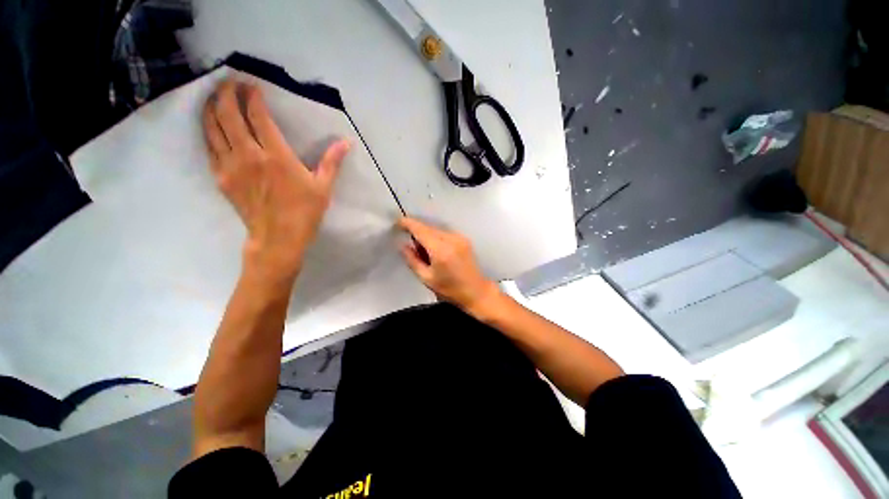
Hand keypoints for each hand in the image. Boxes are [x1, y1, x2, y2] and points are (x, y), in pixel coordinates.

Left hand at [203, 80, 349, 280]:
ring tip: (214, 97)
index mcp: (276, 156)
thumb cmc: (304, 213)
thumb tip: (346, 142)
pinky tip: (212, 126)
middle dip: (226, 93)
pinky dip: (208, 131)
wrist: (278, 239)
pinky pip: (209, 147)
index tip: (251, 85)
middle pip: (228, 114)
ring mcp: (230, 166)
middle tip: (229, 82)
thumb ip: (331, 162)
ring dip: (211, 107)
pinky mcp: (221, 178)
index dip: (252, 96)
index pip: (257, 116)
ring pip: (212, 127)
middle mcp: (248, 155)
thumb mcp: (323, 187)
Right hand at [398, 217, 499, 313]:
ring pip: (436, 229)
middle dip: (417, 232)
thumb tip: (403, 245)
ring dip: (427, 235)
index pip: (420, 230)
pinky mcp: (464, 239)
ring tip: (426, 253)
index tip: (397, 223)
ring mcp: (459, 237)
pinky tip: (437, 251)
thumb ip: (412, 260)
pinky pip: (444, 233)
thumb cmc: (450, 289)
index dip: (407, 223)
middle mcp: (451, 239)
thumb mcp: (426, 278)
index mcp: (440, 250)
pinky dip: (436, 237)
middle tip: (413, 248)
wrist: (476, 291)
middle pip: (428, 228)